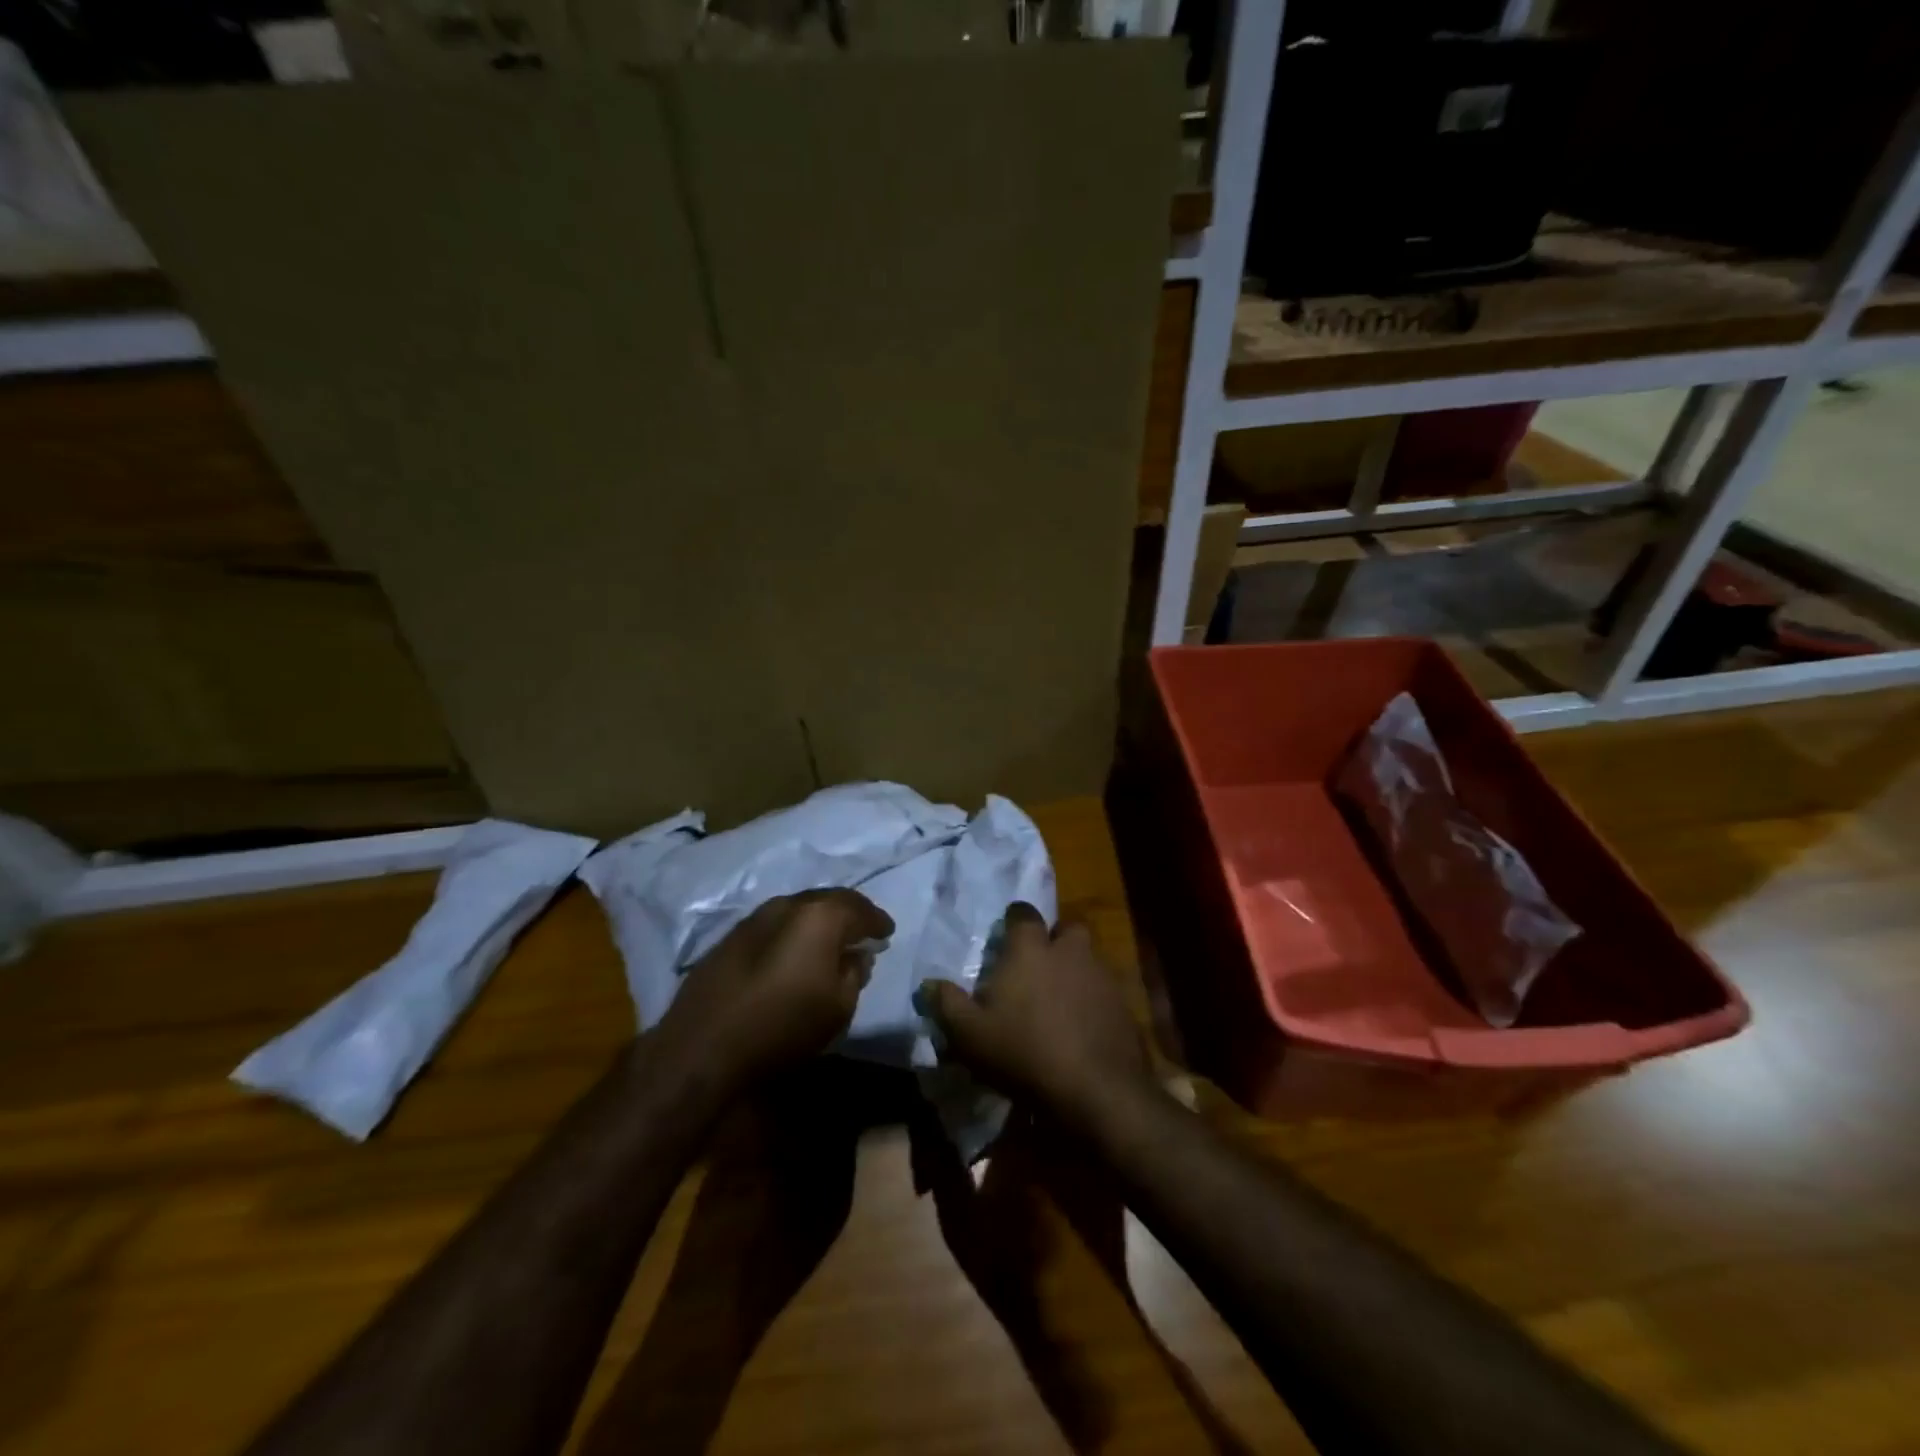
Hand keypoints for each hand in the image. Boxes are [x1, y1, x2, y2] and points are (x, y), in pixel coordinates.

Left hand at [658, 890, 892, 1085]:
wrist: (703, 1047)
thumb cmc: (783, 1027)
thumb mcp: (838, 1007)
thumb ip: (855, 973)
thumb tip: (857, 955)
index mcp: (820, 915)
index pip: (860, 908)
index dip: (877, 920)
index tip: (887, 933)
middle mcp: (788, 905)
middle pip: (828, 901)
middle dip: (848, 915)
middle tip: (861, 933)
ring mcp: (755, 917)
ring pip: (798, 910)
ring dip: (817, 922)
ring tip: (828, 942)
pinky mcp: (730, 937)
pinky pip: (774, 925)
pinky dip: (791, 933)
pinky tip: (793, 953)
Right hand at [915, 903, 1153, 1120]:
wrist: (1096, 1090)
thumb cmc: (1024, 1052)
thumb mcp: (969, 1034)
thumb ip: (946, 1004)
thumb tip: (929, 983)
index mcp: (1031, 949)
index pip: (1023, 913)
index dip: (1015, 920)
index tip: (1006, 935)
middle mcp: (1070, 951)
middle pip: (1067, 928)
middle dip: (1055, 939)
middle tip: (1039, 963)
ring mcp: (1102, 976)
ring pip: (1089, 958)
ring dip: (1076, 969)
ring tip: (1059, 999)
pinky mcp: (1124, 1005)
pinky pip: (1105, 991)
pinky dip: (1094, 1000)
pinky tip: (1082, 1026)